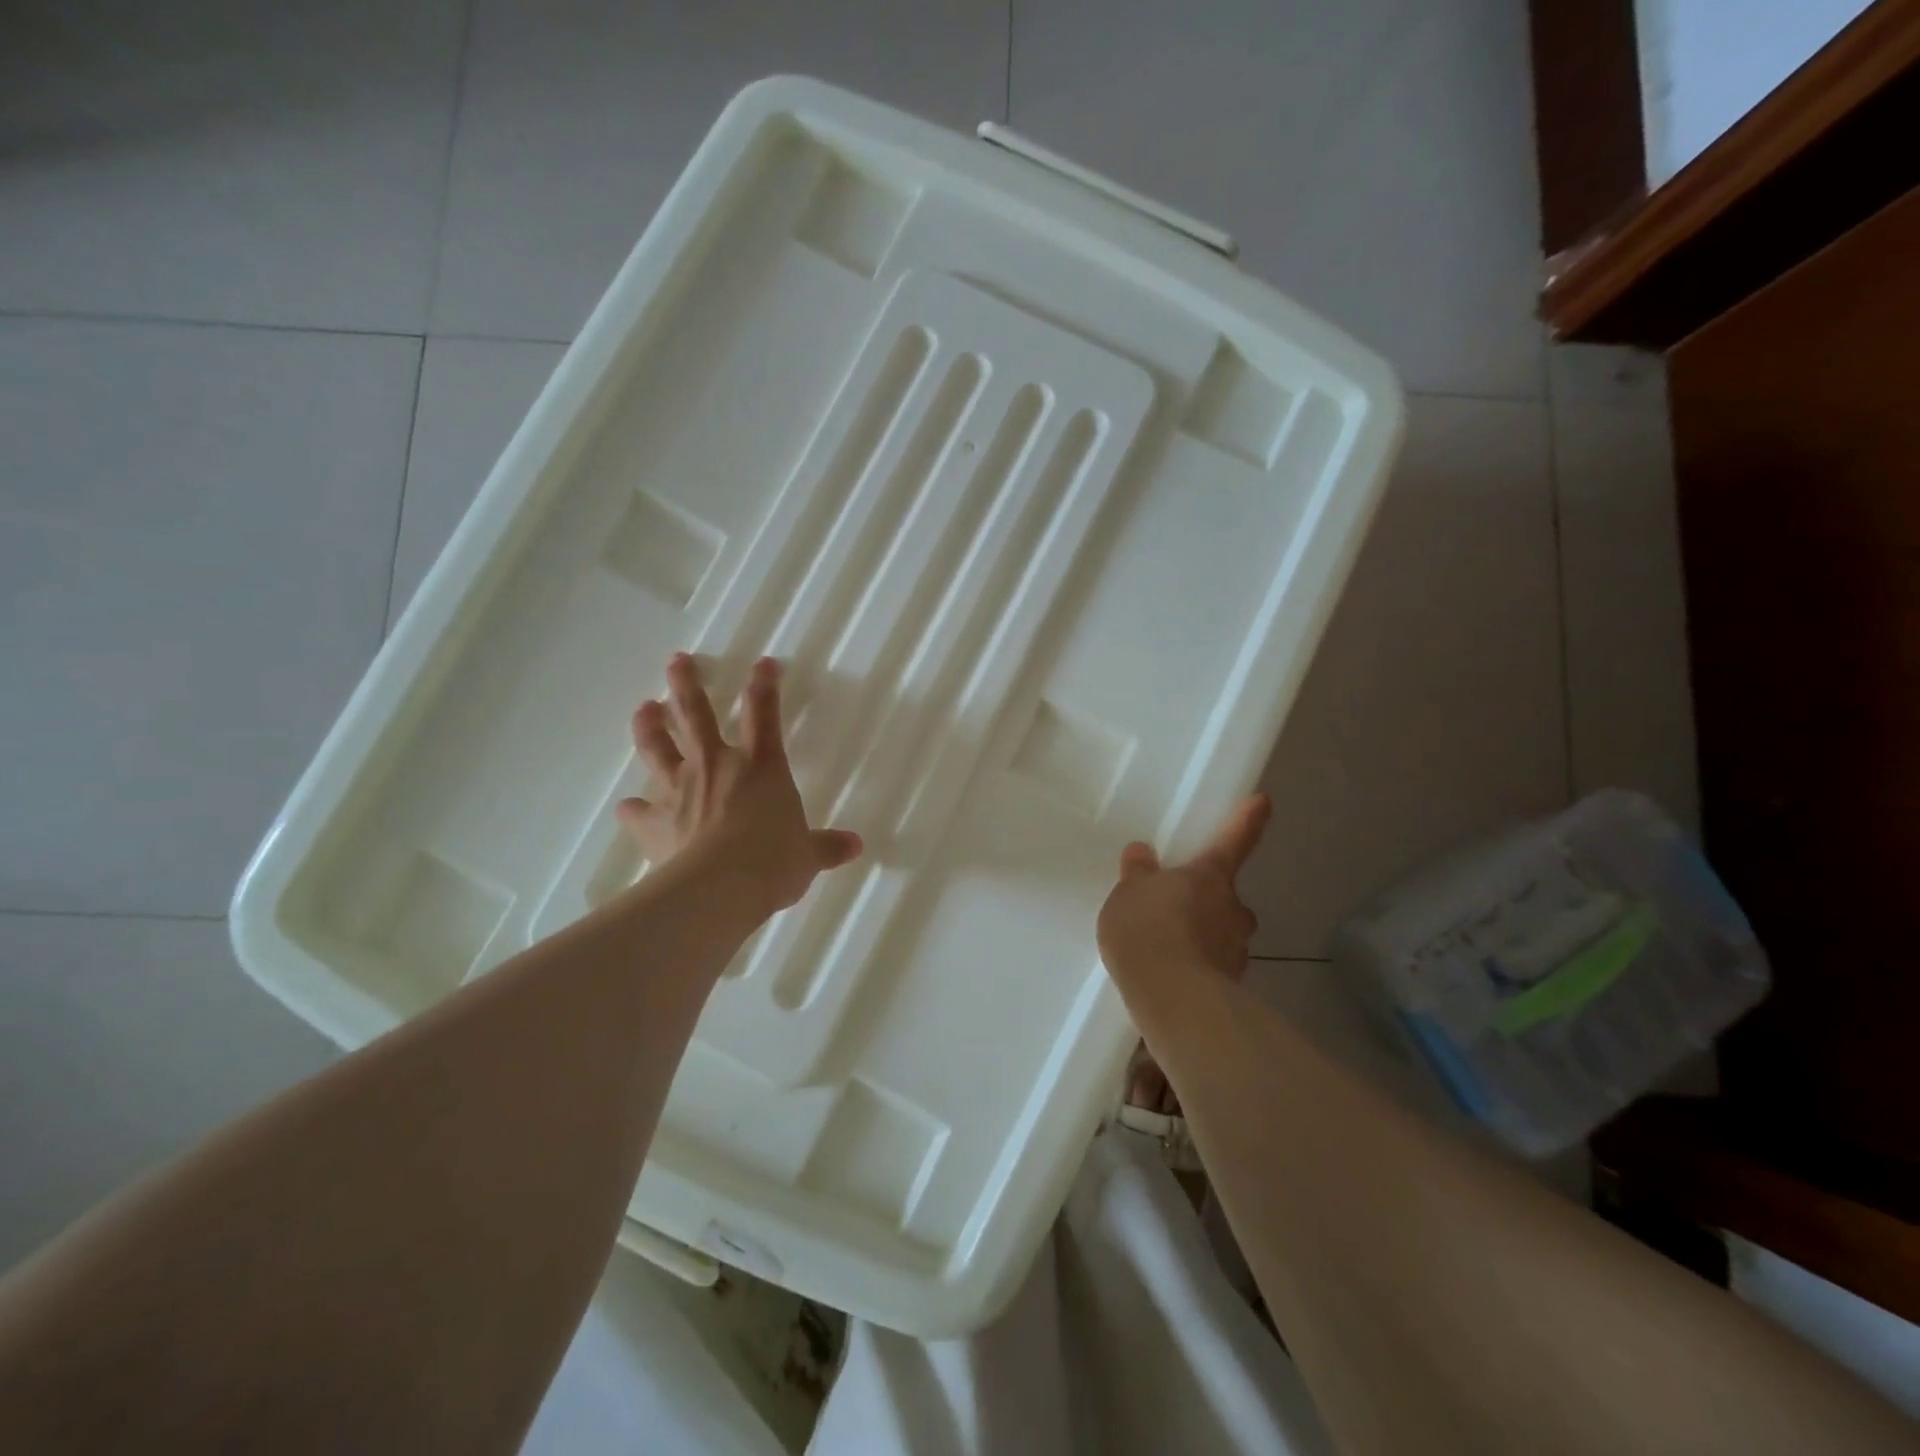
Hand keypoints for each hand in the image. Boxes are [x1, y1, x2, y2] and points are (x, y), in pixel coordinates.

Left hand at [616, 654, 861, 919]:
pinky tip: (629, 808)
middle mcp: (716, 767)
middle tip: (677, 661)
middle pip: (696, 714)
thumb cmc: (773, 862)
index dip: (765, 686)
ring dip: (650, 726)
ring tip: (645, 709)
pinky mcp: (655, 823)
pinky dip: (634, 810)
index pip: (765, 715)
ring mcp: (680, 791)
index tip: (764, 663)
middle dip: (686, 685)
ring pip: (658, 748)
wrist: (720, 888)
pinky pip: (639, 811)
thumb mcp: (808, 855)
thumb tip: (856, 846)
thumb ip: (827, 846)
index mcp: (760, 767)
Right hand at [1096, 795, 1270, 988]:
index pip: (1233, 842)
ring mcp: (1235, 949)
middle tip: (1179, 908)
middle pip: (1227, 897)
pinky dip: (1198, 967)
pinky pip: (1213, 966)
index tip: (1263, 802)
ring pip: (1223, 934)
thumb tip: (1142, 853)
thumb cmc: (1147, 929)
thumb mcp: (1128, 894)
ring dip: (1204, 936)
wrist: (1170, 995)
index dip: (1247, 821)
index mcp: (1209, 877)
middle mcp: (1232, 908)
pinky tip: (1172, 976)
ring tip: (1169, 948)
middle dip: (1210, 901)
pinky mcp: (1231, 985)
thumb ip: (1138, 874)